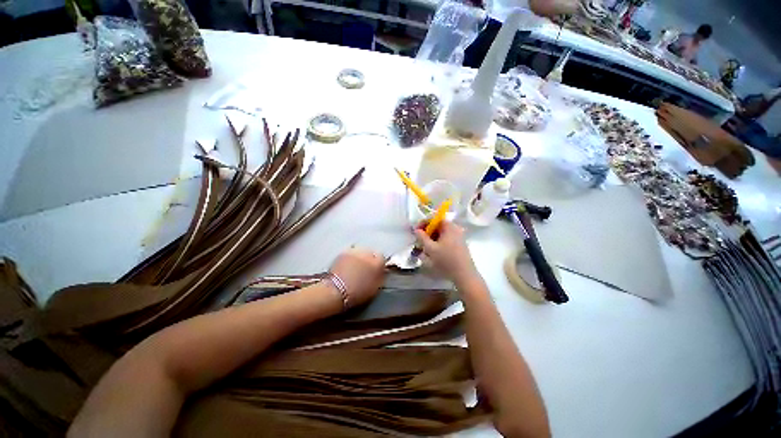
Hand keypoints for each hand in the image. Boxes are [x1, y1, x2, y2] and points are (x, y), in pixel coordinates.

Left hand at [329, 248, 385, 307]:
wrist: (336, 291)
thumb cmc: (357, 293)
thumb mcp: (375, 288)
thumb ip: (380, 276)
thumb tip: (382, 271)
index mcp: (378, 263)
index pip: (382, 258)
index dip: (379, 264)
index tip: (376, 270)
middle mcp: (368, 253)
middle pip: (372, 252)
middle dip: (370, 259)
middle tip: (365, 268)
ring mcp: (356, 251)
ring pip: (361, 250)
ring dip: (360, 256)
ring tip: (355, 265)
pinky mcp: (344, 251)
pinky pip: (351, 251)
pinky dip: (351, 256)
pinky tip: (347, 264)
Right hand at [414, 221, 478, 284]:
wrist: (464, 275)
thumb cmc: (446, 260)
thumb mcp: (430, 249)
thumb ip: (422, 237)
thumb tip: (417, 230)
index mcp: (449, 226)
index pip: (434, 218)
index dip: (423, 223)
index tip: (416, 232)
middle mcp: (455, 228)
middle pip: (438, 226)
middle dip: (427, 232)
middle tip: (419, 241)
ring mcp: (459, 237)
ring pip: (441, 234)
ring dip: (432, 239)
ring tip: (425, 248)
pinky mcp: (460, 245)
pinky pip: (446, 239)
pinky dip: (438, 243)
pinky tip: (434, 253)